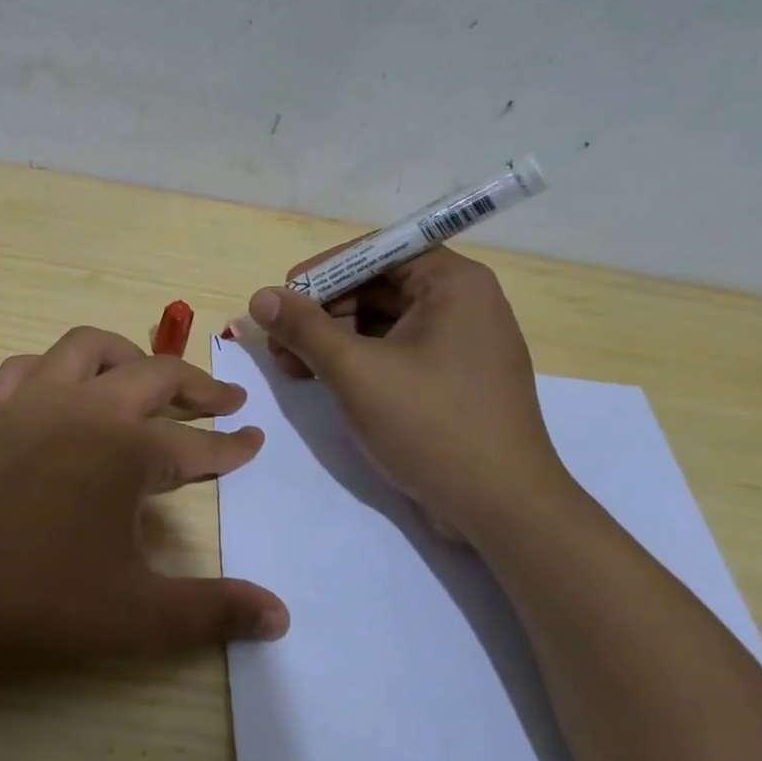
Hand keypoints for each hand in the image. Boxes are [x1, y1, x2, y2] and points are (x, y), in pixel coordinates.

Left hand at [0, 326, 290, 676]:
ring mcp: (30, 403)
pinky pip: (28, 368)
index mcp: (126, 449)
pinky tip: (60, 392)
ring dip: (127, 356)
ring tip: (145, 379)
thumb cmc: (32, 600)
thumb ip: (213, 611)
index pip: (198, 444)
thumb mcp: (136, 615)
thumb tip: (282, 617)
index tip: (255, 440)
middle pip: (154, 376)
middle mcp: (84, 409)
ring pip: (88, 348)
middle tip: (224, 401)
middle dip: (197, 387)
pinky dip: (56, 369)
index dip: (232, 446)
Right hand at [246, 249, 569, 544]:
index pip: (376, 252)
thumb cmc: (431, 426)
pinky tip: (320, 381)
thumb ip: (304, 329)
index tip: (280, 299)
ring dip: (331, 340)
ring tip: (290, 367)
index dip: (322, 272)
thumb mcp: (356, 372)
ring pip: (381, 323)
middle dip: (321, 312)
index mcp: (453, 283)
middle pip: (376, 286)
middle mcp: (461, 303)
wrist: (501, 508)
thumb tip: (260, 297)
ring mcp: (458, 344)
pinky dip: (356, 362)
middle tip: (277, 343)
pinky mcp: (450, 380)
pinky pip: (395, 353)